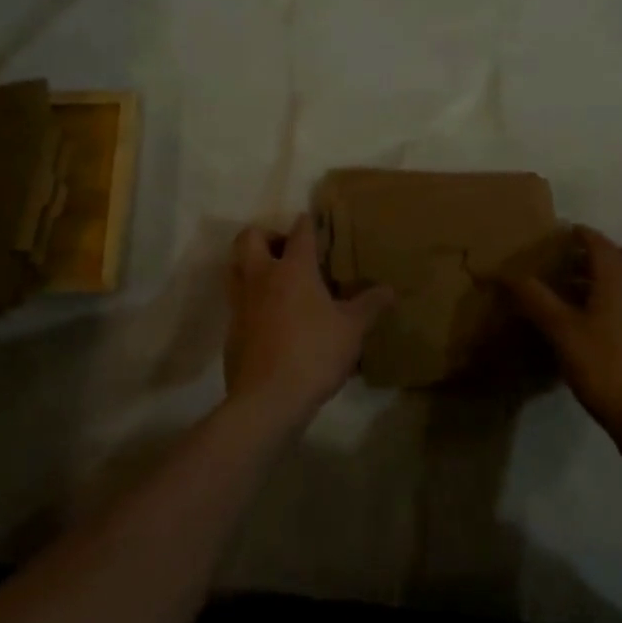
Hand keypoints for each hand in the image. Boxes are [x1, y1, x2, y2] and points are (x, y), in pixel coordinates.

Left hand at [225, 215, 392, 429]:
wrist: (267, 400)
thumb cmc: (314, 353)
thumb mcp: (352, 330)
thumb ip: (370, 306)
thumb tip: (390, 290)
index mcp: (293, 269)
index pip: (299, 232)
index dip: (306, 224)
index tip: (311, 222)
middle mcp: (261, 277)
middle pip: (249, 238)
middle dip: (266, 236)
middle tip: (285, 251)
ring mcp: (241, 303)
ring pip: (234, 267)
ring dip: (250, 265)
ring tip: (273, 280)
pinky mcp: (231, 330)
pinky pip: (236, 302)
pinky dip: (249, 301)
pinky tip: (269, 320)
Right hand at [505, 226, 621, 449]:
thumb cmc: (606, 369)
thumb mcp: (562, 334)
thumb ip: (537, 300)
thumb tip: (508, 274)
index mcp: (621, 280)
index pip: (601, 244)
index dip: (583, 235)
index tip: (568, 234)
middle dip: (612, 254)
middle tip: (586, 266)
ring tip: (598, 300)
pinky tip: (618, 330)